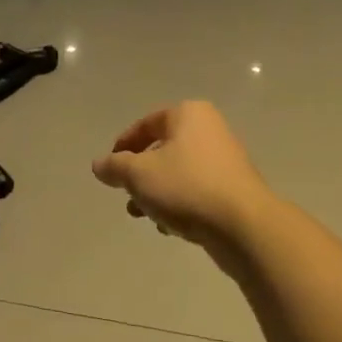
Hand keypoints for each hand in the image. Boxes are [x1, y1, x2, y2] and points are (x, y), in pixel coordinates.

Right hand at [91, 100, 274, 253]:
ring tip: (143, 216)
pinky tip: (169, 227)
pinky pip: (196, 190)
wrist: (243, 225)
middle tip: (126, 194)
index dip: (123, 145)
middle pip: (162, 149)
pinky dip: (179, 203)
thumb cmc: (186, 187)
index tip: (110, 169)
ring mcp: (225, 159)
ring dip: (156, 193)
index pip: (145, 124)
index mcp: (188, 115)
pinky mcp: (233, 188)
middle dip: (139, 174)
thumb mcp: (138, 174)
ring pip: (178, 172)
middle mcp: (209, 130)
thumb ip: (114, 166)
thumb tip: (99, 164)